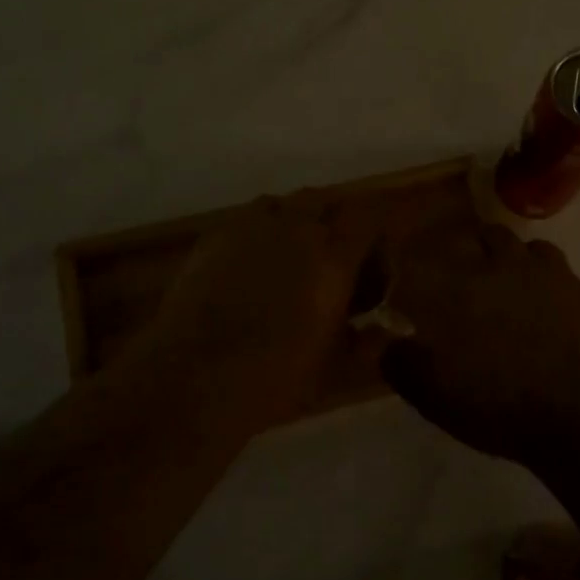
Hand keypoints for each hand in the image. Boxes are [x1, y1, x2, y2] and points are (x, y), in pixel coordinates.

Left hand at [118, 193, 378, 437]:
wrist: (193, 379)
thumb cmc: (273, 378)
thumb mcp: (333, 368)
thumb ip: (366, 341)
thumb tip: (386, 331)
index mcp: (334, 258)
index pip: (367, 217)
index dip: (373, 232)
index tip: (373, 257)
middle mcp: (296, 230)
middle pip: (323, 200)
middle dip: (332, 221)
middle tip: (330, 256)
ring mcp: (250, 228)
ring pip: (282, 205)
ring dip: (292, 221)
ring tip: (288, 256)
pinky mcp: (214, 237)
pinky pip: (245, 221)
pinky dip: (256, 234)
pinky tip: (248, 267)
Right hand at [380, 222, 579, 465]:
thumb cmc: (502, 407)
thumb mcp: (437, 398)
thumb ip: (404, 365)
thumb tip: (390, 345)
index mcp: (455, 288)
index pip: (420, 256)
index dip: (406, 258)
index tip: (401, 271)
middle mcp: (498, 267)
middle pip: (477, 236)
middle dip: (465, 250)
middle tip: (459, 278)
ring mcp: (546, 274)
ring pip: (520, 245)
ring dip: (507, 258)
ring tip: (504, 285)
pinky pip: (556, 269)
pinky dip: (543, 279)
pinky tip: (545, 305)